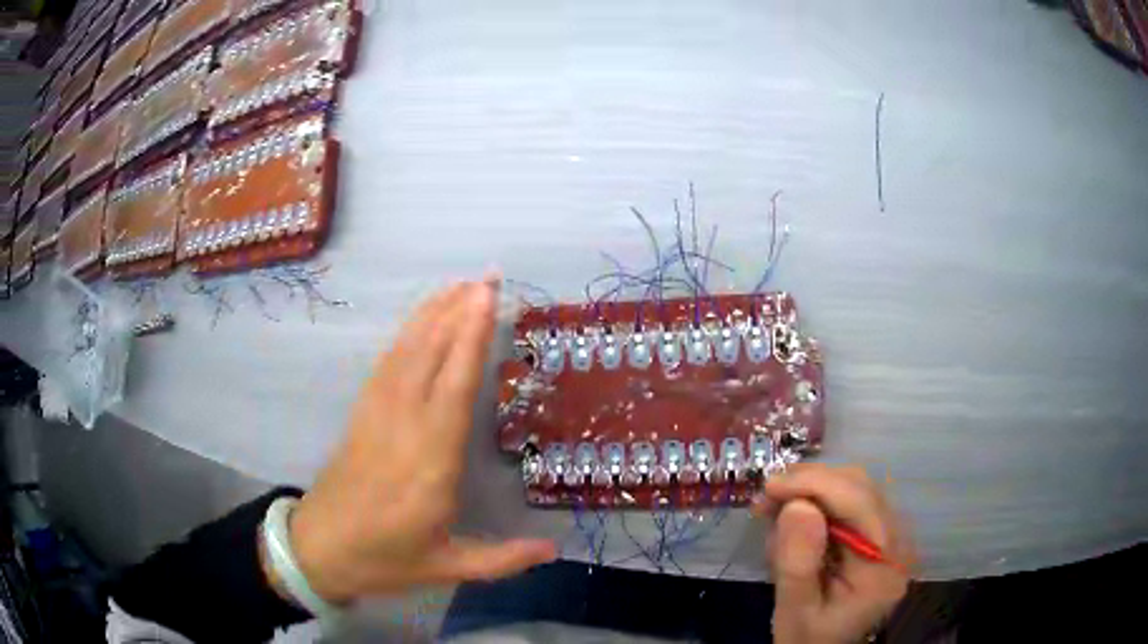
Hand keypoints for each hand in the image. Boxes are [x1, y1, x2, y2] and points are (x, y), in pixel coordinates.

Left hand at [287, 279, 556, 602]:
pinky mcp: (362, 412)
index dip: (470, 338)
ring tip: (460, 284)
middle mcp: (405, 427)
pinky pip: (387, 362)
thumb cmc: (385, 558)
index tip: (486, 298)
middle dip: (458, 311)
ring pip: (407, 351)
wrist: (320, 547)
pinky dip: (407, 332)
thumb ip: (502, 560)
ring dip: (433, 313)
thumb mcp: (447, 568)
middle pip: (431, 356)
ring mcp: (378, 414)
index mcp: (431, 464)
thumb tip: (554, 549)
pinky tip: (421, 319)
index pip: (455, 389)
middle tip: (487, 276)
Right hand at [759, 464, 910, 643]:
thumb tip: (798, 505)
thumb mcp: (794, 611)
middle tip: (766, 499)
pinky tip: (793, 519)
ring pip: (855, 488)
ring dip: (811, 491)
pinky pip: (850, 502)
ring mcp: (891, 536)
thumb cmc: (806, 637)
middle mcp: (899, 543)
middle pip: (861, 489)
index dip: (817, 485)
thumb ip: (798, 564)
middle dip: (811, 485)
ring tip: (773, 511)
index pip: (861, 506)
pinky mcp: (878, 534)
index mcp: (884, 568)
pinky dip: (818, 502)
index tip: (771, 486)